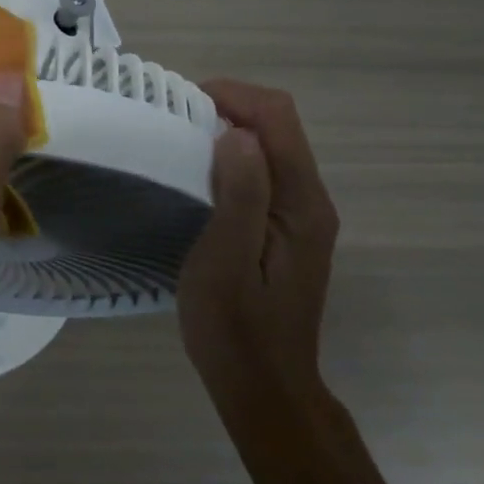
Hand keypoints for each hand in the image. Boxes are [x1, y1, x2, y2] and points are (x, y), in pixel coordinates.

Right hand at [177, 80, 340, 416]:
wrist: (264, 387)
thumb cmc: (235, 328)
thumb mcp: (226, 261)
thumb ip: (240, 194)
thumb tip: (236, 132)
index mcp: (301, 203)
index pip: (277, 118)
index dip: (231, 96)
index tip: (178, 104)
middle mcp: (311, 201)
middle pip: (279, 126)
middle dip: (228, 108)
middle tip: (171, 121)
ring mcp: (302, 216)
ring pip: (271, 147)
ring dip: (228, 131)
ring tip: (177, 142)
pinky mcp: (287, 230)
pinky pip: (264, 173)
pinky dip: (231, 158)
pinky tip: (198, 176)